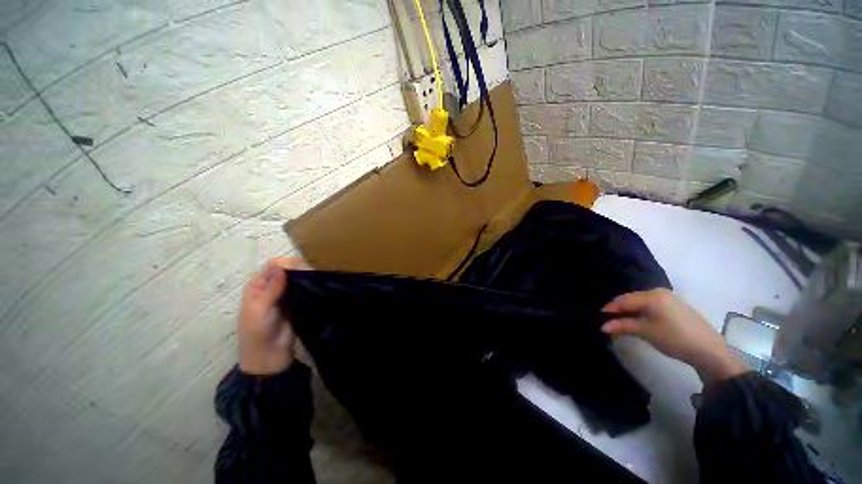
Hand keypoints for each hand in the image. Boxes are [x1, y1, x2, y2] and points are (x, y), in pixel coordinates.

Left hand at [237, 257, 308, 375]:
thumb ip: (271, 287)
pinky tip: (320, 283)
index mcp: (259, 285)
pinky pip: (307, 288)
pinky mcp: (300, 301)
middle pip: (289, 269)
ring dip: (308, 276)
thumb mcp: (259, 309)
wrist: (270, 355)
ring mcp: (288, 294)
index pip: (275, 266)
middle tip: (311, 275)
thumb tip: (282, 264)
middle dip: (300, 269)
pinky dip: (313, 284)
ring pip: (300, 278)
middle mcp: (274, 286)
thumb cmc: (257, 332)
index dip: (287, 264)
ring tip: (318, 279)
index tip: (299, 270)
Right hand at [601, 289, 746, 381]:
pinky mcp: (674, 307)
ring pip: (640, 303)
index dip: (609, 309)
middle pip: (631, 300)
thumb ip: (623, 326)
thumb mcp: (646, 332)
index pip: (623, 300)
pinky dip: (640, 314)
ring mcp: (668, 299)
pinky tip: (636, 323)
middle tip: (608, 323)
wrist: (710, 351)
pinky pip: (650, 307)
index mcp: (651, 295)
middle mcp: (658, 292)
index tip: (598, 319)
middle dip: (618, 311)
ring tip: (620, 325)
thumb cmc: (675, 338)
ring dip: (628, 314)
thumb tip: (602, 326)